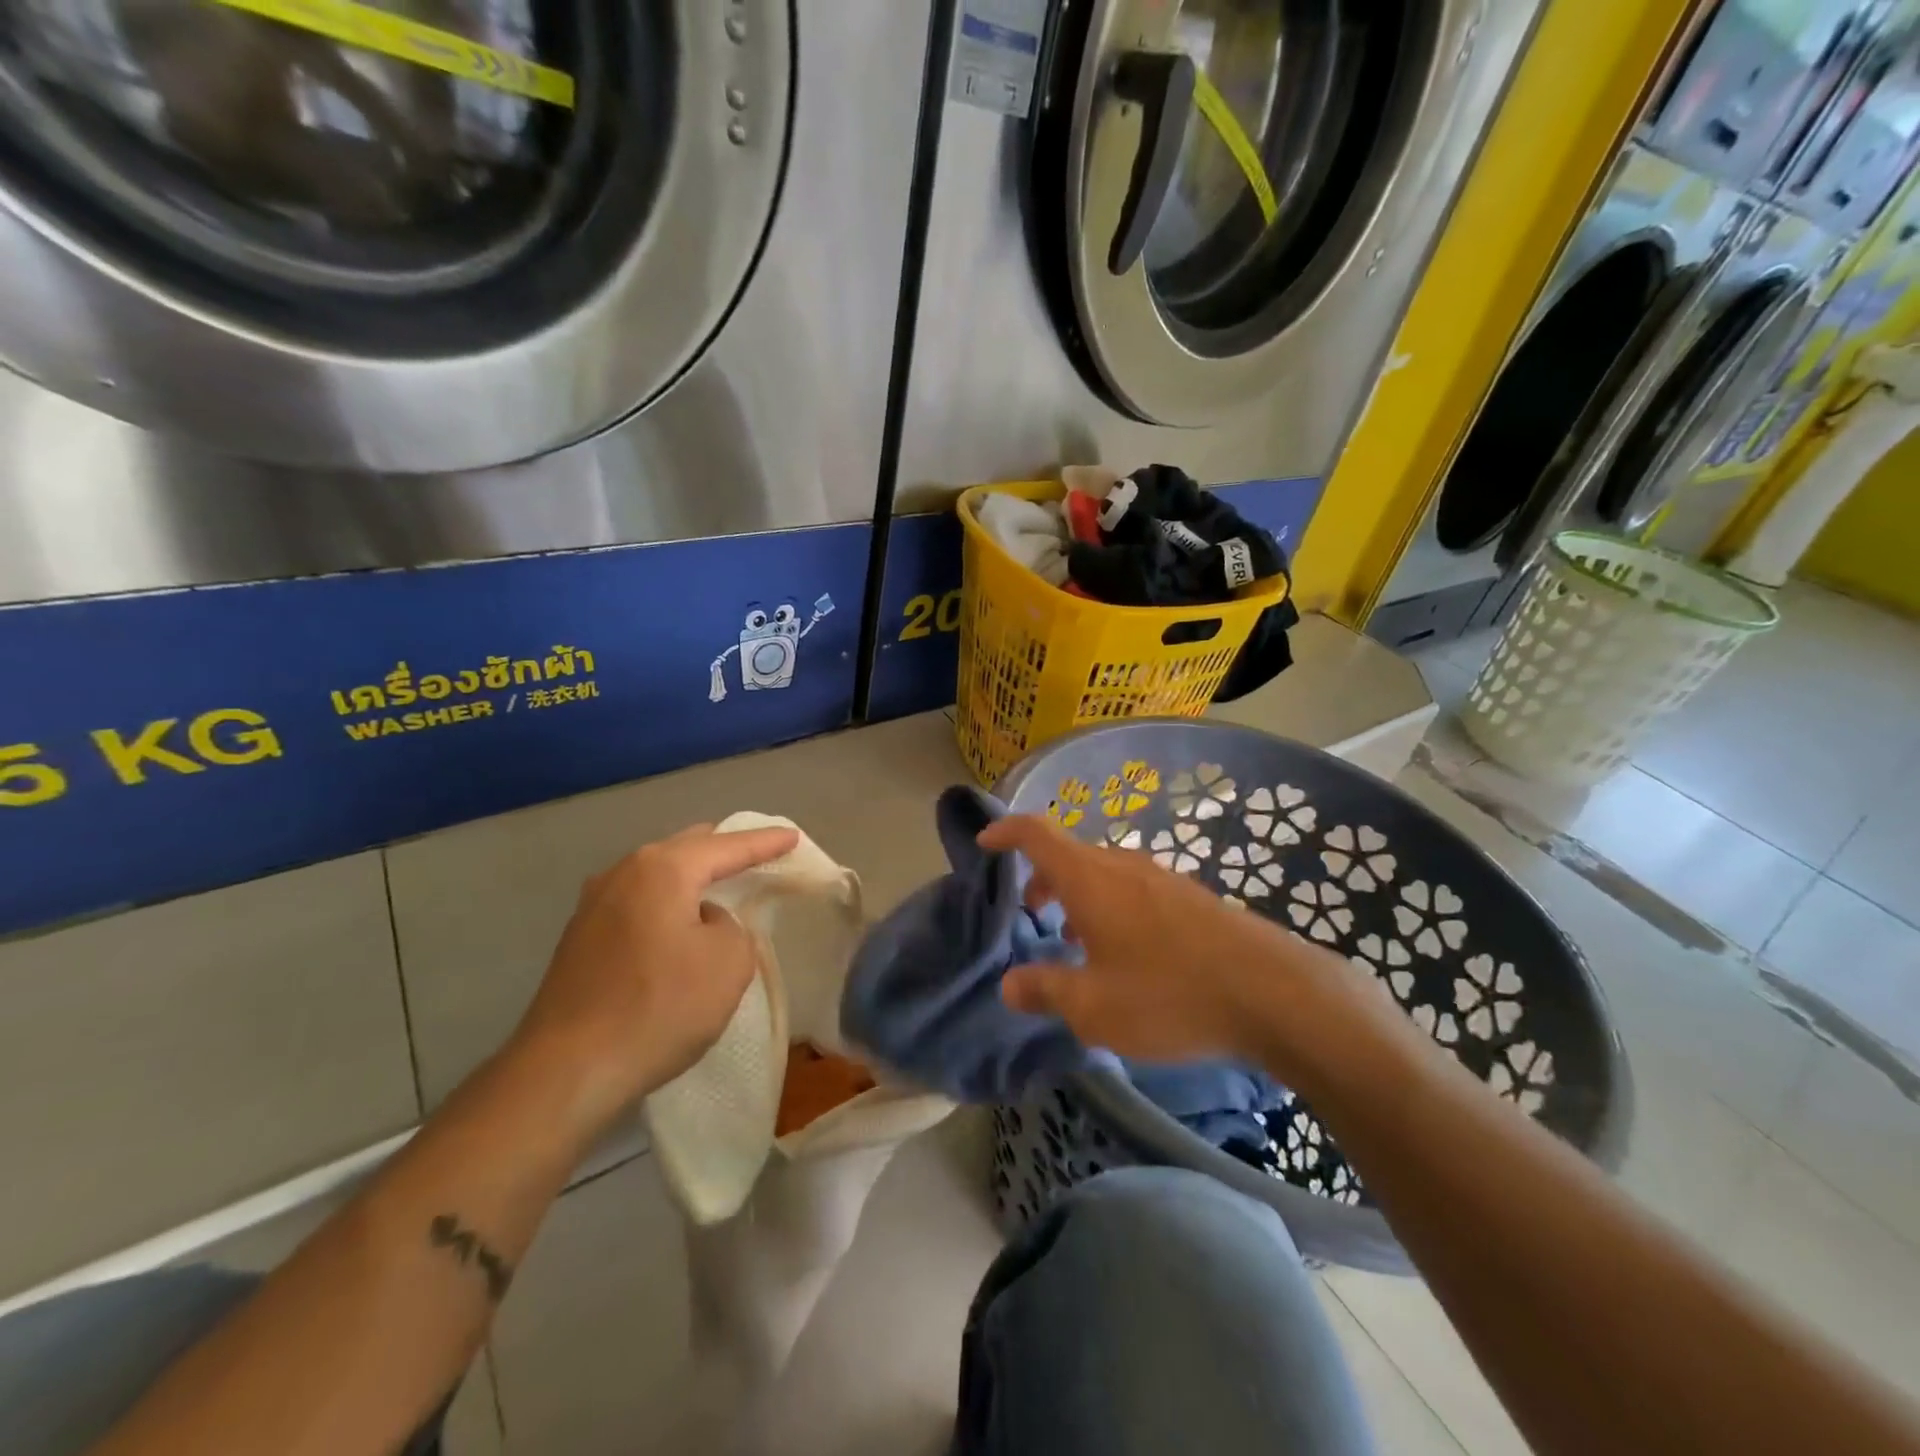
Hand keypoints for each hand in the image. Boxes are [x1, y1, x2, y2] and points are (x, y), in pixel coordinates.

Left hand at [511, 822, 800, 1121]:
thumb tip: (705, 921)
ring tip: (719, 886)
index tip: (792, 835)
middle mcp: (624, 872)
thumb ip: (732, 925)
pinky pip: (639, 901)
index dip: (765, 842)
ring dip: (691, 877)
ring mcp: (595, 903)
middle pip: (687, 848)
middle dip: (724, 850)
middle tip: (758, 856)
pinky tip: (677, 923)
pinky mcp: (580, 936)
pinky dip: (667, 902)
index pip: (728, 846)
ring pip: (658, 873)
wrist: (565, 1071)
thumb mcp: (729, 962)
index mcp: (663, 869)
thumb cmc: (660, 1007)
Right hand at [979, 815, 1364, 1071]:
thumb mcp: (1093, 1007)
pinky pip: (1135, 888)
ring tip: (1078, 941)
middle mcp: (1124, 866)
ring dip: (1079, 896)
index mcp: (1090, 879)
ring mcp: (1163, 878)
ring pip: (1104, 872)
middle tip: (1033, 915)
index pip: (1037, 833)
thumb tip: (1009, 984)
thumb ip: (1045, 990)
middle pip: (1071, 854)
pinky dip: (1112, 906)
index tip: (985, 843)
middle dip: (1043, 878)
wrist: (1273, 993)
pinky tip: (1129, 953)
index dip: (1006, 831)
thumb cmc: (1169, 995)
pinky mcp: (1192, 898)